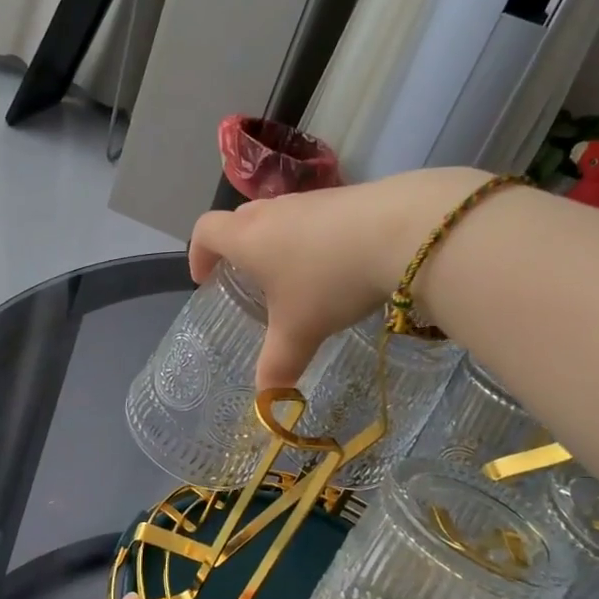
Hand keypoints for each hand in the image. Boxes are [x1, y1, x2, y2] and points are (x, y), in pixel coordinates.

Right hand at [188, 167, 492, 385]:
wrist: (400, 231)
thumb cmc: (329, 281)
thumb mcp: (299, 331)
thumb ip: (278, 365)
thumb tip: (266, 402)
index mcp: (248, 238)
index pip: (206, 231)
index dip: (198, 253)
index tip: (204, 278)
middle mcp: (273, 211)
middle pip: (240, 219)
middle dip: (236, 247)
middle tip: (247, 278)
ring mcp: (312, 200)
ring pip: (280, 216)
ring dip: (276, 241)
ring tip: (294, 276)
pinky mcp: (347, 197)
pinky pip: (314, 216)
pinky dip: (312, 237)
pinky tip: (336, 263)